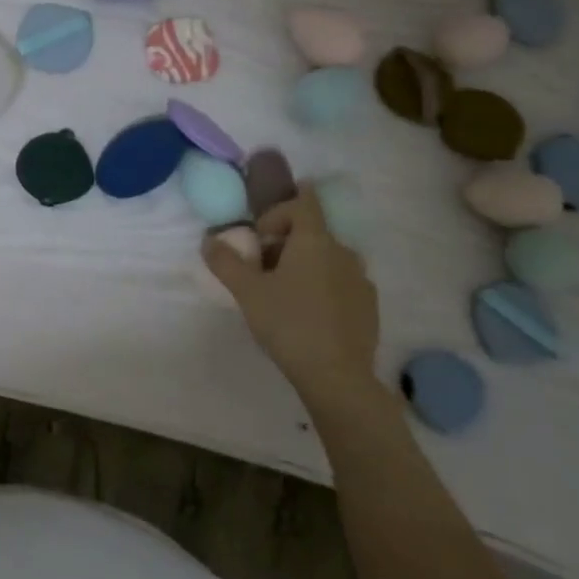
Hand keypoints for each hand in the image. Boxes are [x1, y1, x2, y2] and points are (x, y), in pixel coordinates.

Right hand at [203, 186, 381, 412]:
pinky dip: (323, 287)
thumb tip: (209, 240)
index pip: (304, 202)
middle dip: (285, 243)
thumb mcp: (246, 292)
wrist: (337, 376)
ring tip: (283, 295)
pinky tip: (307, 315)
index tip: (261, 231)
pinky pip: (341, 282)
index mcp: (314, 241)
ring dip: (304, 265)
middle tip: (261, 270)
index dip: (280, 208)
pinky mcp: (369, 305)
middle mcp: (343, 252)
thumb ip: (225, 261)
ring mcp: (361, 279)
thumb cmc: (288, 323)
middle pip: (312, 232)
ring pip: (327, 258)